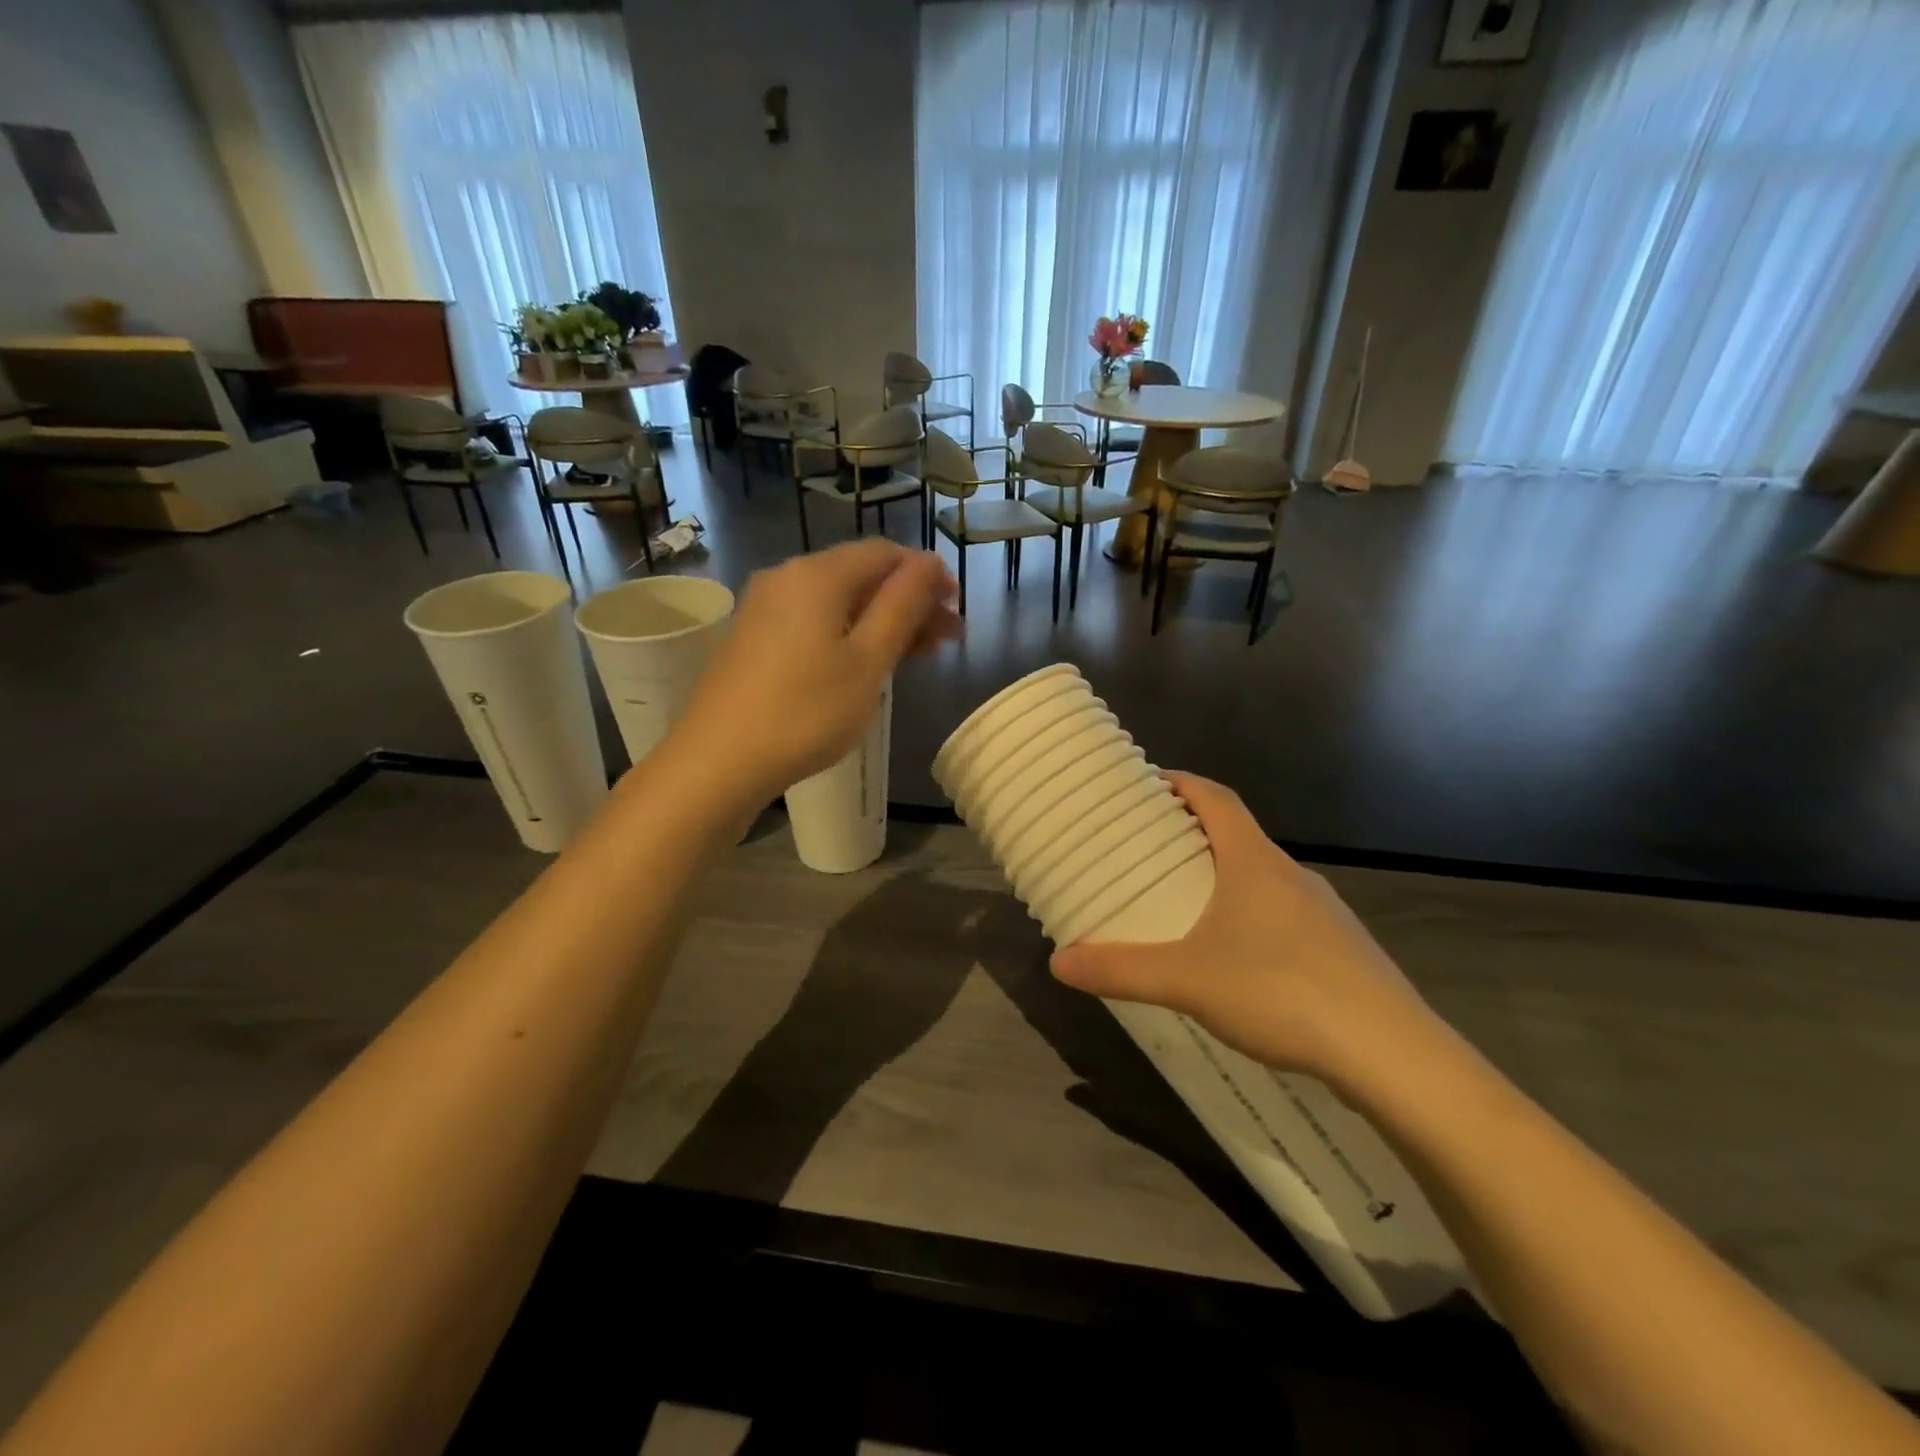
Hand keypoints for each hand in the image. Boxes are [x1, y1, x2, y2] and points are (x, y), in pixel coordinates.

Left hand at [671, 540, 960, 804]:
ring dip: (883, 622)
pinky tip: (868, 664)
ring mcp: (765, 609)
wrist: (718, 761)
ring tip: (918, 655)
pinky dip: (849, 635)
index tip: (957, 610)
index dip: (926, 575)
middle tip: (948, 639)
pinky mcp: (754, 639)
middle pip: (861, 576)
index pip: (885, 553)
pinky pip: (814, 622)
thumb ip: (902, 606)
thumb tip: (930, 562)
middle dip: (909, 602)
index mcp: (816, 575)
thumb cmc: (804, 712)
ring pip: (839, 602)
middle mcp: (787, 578)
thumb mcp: (867, 660)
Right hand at [1049, 773, 1438, 1087]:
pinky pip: (1284, 914)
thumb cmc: (1280, 991)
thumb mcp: (1186, 981)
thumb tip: (1058, 962)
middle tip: (1151, 852)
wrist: (1391, 1054)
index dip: (1182, 783)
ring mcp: (1323, 911)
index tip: (1149, 783)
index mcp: (1253, 861)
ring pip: (1263, 878)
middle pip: (1237, 835)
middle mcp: (1290, 874)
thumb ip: (1120, 970)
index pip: (1217, 798)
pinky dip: (1252, 917)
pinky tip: (1238, 961)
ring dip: (1225, 878)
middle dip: (1194, 835)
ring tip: (1187, 907)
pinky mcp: (1342, 948)